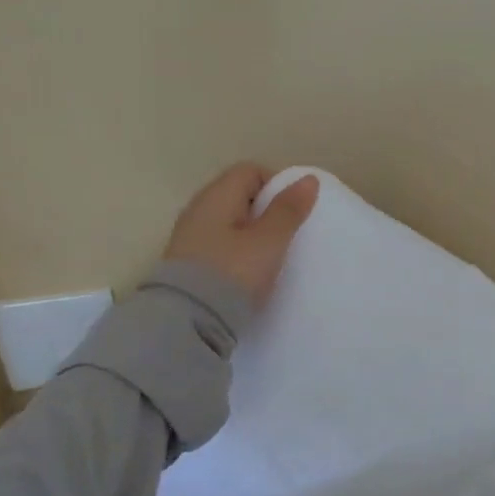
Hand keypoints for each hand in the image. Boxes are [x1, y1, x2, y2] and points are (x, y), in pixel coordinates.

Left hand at [163, 163, 319, 309]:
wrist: (186, 324)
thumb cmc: (233, 274)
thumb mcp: (269, 242)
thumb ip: (288, 210)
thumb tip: (308, 179)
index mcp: (217, 196)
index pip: (250, 171)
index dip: (276, 184)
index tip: (294, 212)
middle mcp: (198, 209)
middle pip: (238, 195)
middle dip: (266, 210)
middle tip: (286, 235)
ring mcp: (189, 237)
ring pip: (229, 222)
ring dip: (251, 233)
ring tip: (270, 256)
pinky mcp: (187, 264)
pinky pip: (219, 245)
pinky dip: (237, 251)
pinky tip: (248, 273)